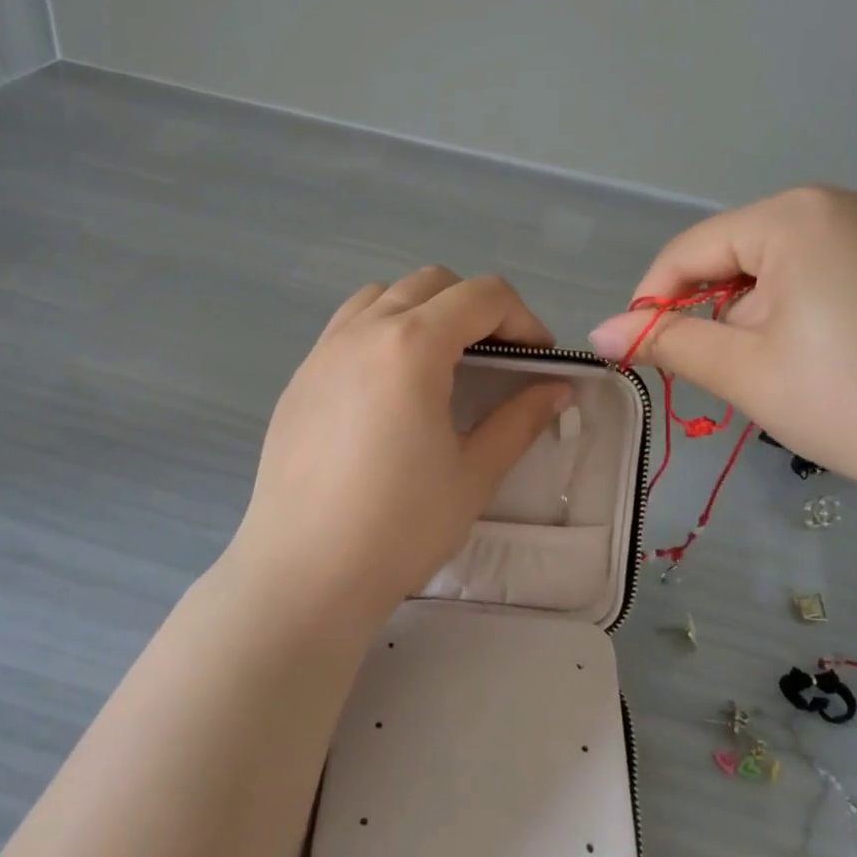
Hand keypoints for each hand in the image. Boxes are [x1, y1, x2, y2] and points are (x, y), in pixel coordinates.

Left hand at [227, 268, 571, 620]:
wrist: (304, 573)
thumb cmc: (399, 527)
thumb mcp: (473, 474)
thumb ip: (520, 420)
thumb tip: (557, 390)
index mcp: (412, 345)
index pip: (482, 296)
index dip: (523, 320)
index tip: (539, 361)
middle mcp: (363, 331)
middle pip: (432, 283)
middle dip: (476, 307)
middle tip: (496, 359)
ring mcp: (323, 351)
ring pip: (382, 296)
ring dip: (423, 311)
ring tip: (440, 364)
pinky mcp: (298, 379)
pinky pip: (347, 328)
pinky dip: (382, 332)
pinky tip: (389, 389)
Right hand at [588, 188, 856, 510]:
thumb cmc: (850, 399)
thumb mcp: (742, 370)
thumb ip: (665, 342)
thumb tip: (599, 333)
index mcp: (796, 214)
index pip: (692, 250)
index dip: (653, 301)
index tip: (639, 352)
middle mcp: (846, 204)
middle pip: (740, 255)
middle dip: (716, 312)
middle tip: (720, 374)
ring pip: (786, 267)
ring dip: (759, 316)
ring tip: (779, 374)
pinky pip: (834, 275)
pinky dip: (807, 313)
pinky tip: (828, 362)